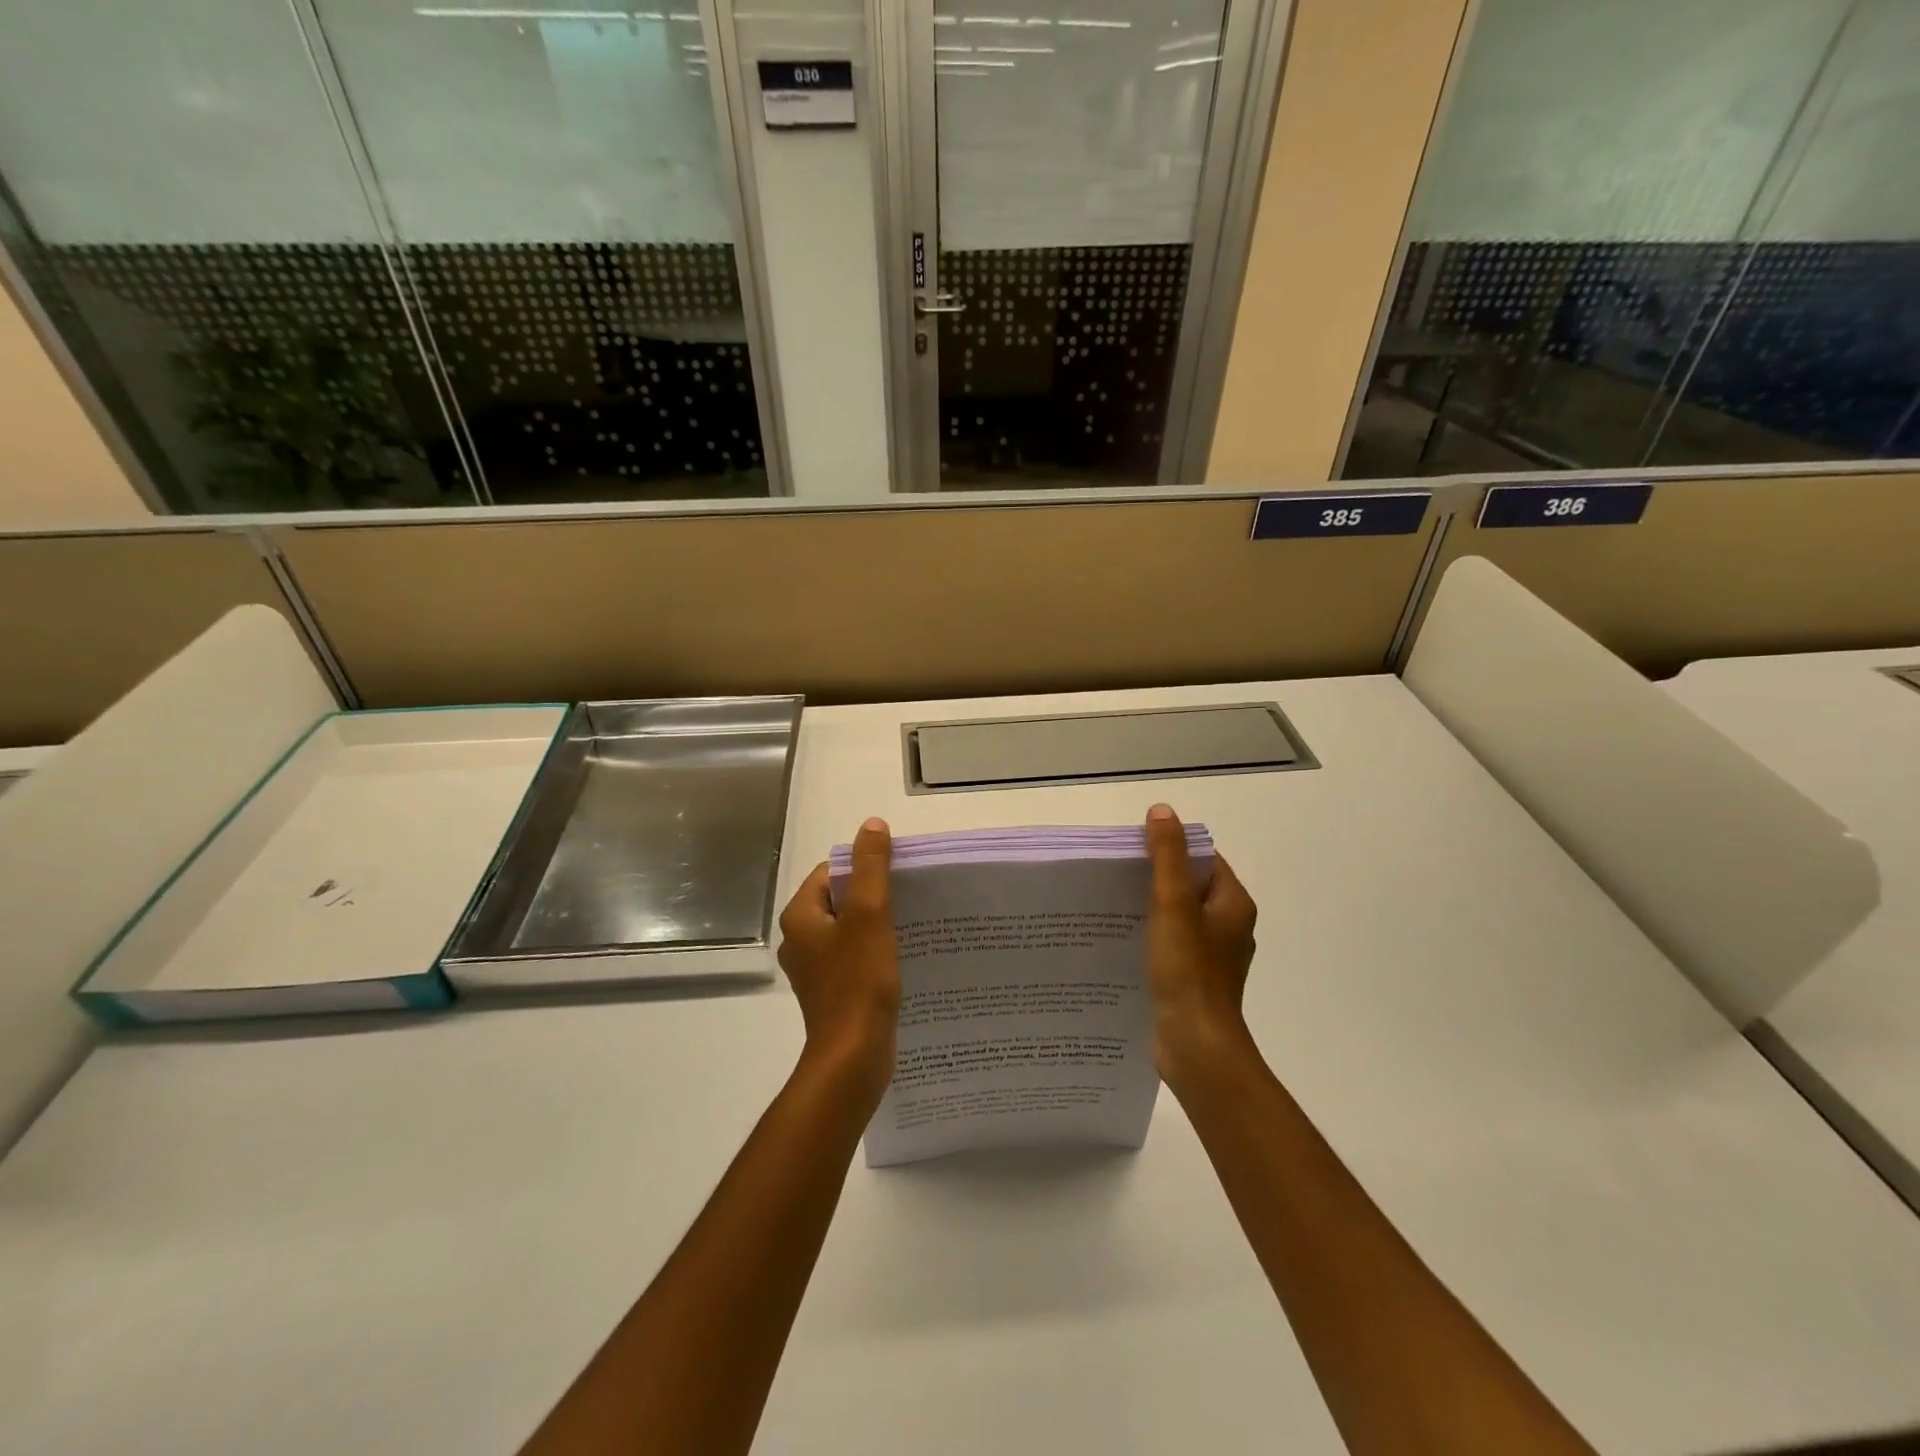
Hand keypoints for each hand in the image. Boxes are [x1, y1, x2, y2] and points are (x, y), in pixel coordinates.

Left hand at [777, 818, 901, 1107]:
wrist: (853, 1057)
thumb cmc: (859, 981)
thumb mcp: (869, 914)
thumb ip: (871, 867)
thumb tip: (872, 825)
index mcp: (800, 916)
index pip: (833, 872)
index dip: (865, 868)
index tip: (898, 875)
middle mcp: (800, 939)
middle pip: (841, 900)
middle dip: (874, 895)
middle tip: (910, 898)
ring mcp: (814, 969)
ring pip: (849, 930)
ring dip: (877, 924)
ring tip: (912, 924)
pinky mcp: (831, 992)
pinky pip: (853, 957)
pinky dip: (874, 951)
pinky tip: (901, 957)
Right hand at [1143, 803, 1258, 1090]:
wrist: (1196, 1047)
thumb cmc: (1188, 971)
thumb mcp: (1173, 905)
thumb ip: (1167, 857)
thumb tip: (1162, 810)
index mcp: (1233, 904)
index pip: (1203, 860)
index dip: (1171, 849)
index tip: (1134, 850)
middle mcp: (1229, 926)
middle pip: (1190, 887)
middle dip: (1155, 879)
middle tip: (1116, 876)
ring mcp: (1212, 956)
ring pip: (1179, 918)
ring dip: (1150, 909)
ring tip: (1112, 904)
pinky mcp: (1194, 980)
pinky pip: (1172, 945)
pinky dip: (1151, 937)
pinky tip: (1123, 941)